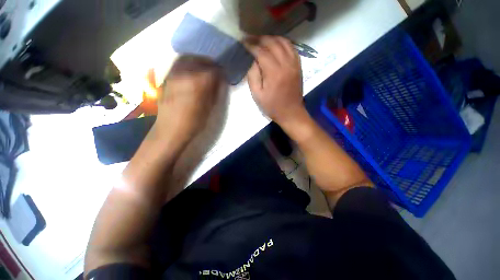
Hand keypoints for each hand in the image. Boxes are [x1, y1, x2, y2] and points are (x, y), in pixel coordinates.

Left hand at [153, 55, 223, 141]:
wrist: (168, 130)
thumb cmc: (192, 122)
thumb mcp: (210, 107)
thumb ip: (216, 89)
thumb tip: (220, 78)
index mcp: (201, 80)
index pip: (216, 68)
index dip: (221, 72)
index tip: (222, 76)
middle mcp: (188, 71)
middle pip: (203, 60)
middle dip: (210, 64)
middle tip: (213, 71)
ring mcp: (176, 72)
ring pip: (190, 58)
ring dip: (198, 61)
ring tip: (201, 68)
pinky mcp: (168, 76)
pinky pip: (179, 63)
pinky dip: (186, 63)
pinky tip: (189, 70)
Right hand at [246, 36, 304, 124]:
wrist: (292, 112)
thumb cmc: (272, 105)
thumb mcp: (256, 93)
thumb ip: (253, 74)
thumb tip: (252, 58)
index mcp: (274, 72)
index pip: (261, 51)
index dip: (251, 45)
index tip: (243, 41)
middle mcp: (286, 64)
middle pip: (273, 43)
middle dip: (260, 38)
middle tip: (250, 38)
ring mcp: (294, 63)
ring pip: (284, 42)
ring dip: (272, 38)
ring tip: (262, 39)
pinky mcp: (298, 64)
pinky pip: (292, 47)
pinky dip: (283, 42)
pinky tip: (275, 43)